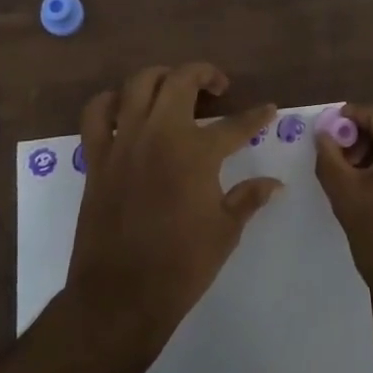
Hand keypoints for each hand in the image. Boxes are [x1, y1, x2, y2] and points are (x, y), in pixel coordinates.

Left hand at [65, 63, 281, 358]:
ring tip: (173, 88)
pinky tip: (125, 109)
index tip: (268, 109)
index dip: (257, 116)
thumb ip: (249, 198)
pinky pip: (96, 113)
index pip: (236, 124)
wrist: (120, 298)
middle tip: (218, 87)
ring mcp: (124, 141)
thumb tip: (275, 184)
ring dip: (160, 78)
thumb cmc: (181, 267)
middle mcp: (160, 134)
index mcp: (197, 152)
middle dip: (205, 74)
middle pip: (181, 80)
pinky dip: (110, 102)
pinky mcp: (98, 157)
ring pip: (138, 83)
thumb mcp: (225, 232)